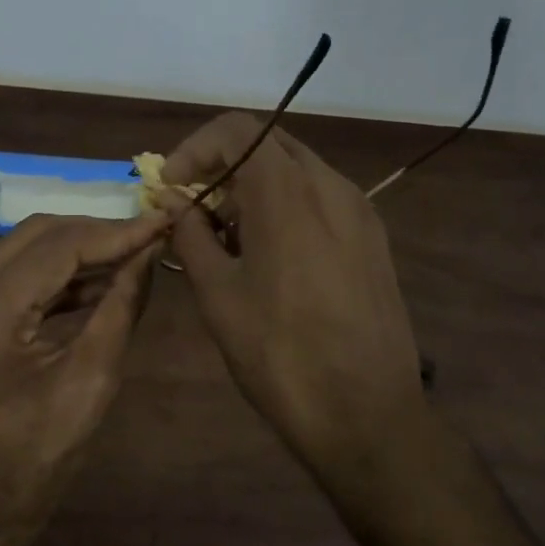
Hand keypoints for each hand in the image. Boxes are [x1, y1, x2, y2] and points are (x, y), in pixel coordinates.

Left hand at [0, 212, 168, 530]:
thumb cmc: (41, 456)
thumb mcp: (94, 380)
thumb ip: (122, 305)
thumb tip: (149, 249)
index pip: (56, 249)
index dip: (113, 233)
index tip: (158, 222)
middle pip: (33, 236)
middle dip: (94, 232)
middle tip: (144, 237)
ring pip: (19, 247)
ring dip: (74, 248)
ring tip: (126, 256)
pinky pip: (7, 271)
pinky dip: (51, 270)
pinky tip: (92, 278)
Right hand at [162, 114, 424, 473]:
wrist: (368, 415)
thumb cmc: (280, 355)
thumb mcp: (219, 295)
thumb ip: (191, 234)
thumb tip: (171, 200)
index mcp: (288, 192)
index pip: (236, 129)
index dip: (195, 148)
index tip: (172, 186)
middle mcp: (330, 185)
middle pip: (267, 144)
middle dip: (222, 165)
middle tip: (193, 206)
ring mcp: (359, 210)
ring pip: (296, 170)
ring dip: (253, 185)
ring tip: (227, 235)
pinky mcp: (373, 238)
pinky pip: (321, 198)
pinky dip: (285, 204)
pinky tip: (269, 252)